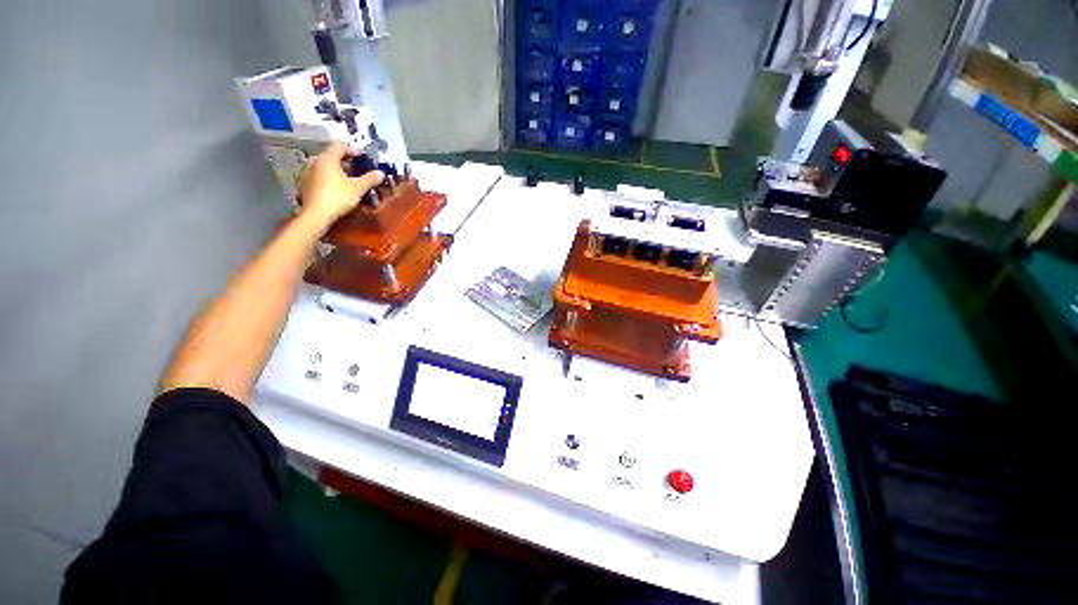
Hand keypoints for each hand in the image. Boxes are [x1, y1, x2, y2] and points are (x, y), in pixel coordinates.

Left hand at [299, 142, 383, 224]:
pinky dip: (328, 177)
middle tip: (356, 168)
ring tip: (347, 178)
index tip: (361, 157)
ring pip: (324, 166)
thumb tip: (381, 173)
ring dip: (336, 169)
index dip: (351, 149)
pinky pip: (319, 175)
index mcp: (327, 158)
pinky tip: (335, 187)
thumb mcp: (358, 188)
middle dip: (344, 160)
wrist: (316, 214)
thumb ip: (369, 179)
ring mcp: (307, 172)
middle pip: (330, 155)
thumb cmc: (338, 197)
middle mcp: (315, 161)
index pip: (339, 146)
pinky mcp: (305, 183)